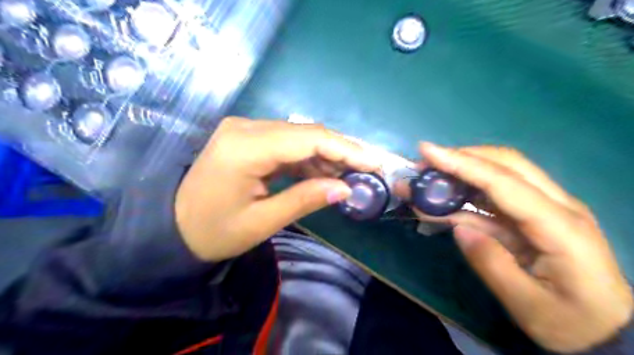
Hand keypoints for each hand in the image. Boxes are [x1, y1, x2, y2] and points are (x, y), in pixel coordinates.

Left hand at [174, 117, 374, 261]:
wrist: (173, 226)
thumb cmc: (214, 231)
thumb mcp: (262, 222)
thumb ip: (305, 199)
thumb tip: (346, 188)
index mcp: (245, 147)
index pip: (308, 138)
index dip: (345, 149)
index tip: (373, 163)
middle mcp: (245, 127)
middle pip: (306, 132)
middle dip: (340, 151)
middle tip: (365, 171)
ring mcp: (245, 129)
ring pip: (298, 136)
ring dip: (324, 155)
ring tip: (345, 177)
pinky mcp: (247, 137)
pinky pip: (286, 142)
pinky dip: (307, 158)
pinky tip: (321, 174)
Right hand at [409, 143, 630, 351]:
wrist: (606, 332)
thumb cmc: (570, 323)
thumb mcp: (528, 306)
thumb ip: (491, 264)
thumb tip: (459, 228)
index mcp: (559, 226)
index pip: (504, 181)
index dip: (463, 163)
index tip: (427, 152)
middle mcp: (556, 206)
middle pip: (506, 164)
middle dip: (462, 158)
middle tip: (425, 163)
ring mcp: (545, 209)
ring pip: (499, 175)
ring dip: (460, 173)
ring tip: (426, 180)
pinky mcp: (532, 217)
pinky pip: (494, 198)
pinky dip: (465, 196)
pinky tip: (442, 202)